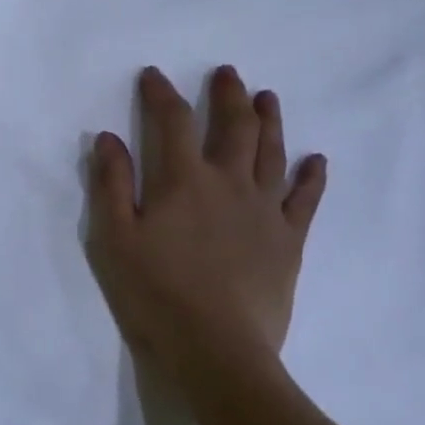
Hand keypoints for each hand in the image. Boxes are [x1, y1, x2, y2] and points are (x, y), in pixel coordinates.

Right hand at [86, 66, 327, 391]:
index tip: (153, 75)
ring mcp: (264, 210)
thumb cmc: (156, 294)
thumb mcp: (115, 239)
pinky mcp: (288, 240)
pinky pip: (305, 200)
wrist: (217, 350)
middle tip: (228, 73)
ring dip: (270, 120)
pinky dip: (312, 177)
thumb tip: (108, 137)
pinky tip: (317, 160)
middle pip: (234, 125)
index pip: (173, 121)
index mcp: (184, 180)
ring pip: (271, 152)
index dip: (162, 93)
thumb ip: (112, 185)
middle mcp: (229, 182)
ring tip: (268, 97)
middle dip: (228, 94)